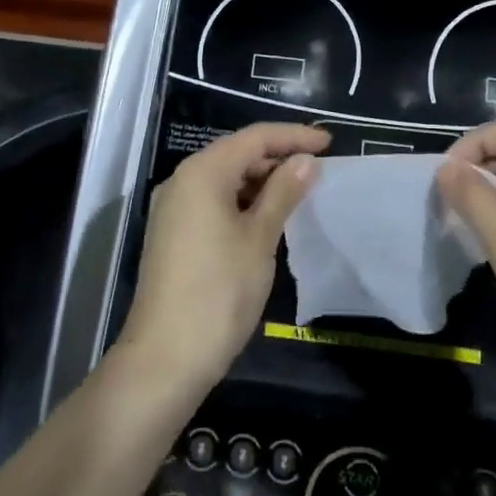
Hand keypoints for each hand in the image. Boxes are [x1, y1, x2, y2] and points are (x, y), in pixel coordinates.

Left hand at [117, 123, 328, 396]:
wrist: (165, 358)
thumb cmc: (219, 292)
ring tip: (299, 193)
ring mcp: (173, 208)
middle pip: (237, 154)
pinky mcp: (173, 233)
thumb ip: (284, 192)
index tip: (330, 144)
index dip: (294, 136)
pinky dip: (243, 202)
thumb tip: (306, 160)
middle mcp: (182, 180)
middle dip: (277, 157)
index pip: (254, 138)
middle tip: (318, 170)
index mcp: (202, 172)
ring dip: (261, 181)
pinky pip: (213, 201)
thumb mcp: (260, 238)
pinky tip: (268, 218)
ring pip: (225, 178)